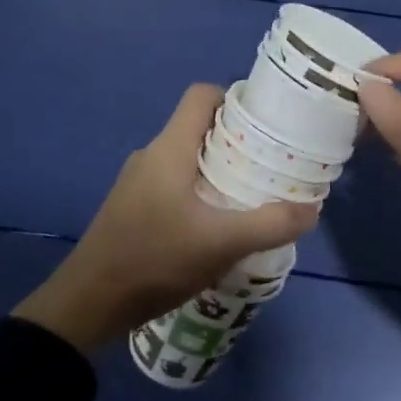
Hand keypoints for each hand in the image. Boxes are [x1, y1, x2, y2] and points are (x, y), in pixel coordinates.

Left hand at [12, 85, 318, 352]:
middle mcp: (152, 156)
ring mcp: (138, 183)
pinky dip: (200, 193)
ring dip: (220, 170)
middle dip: (237, 140)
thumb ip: (269, 224)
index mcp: (169, 148)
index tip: (266, 123)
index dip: (235, 99)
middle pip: (199, 128)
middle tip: (270, 164)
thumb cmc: (154, 259)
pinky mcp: (133, 208)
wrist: (87, 304)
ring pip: (188, 159)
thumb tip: (313, 209)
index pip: (201, 96)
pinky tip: (217, 226)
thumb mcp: (220, 243)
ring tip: (251, 195)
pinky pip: (174, 184)